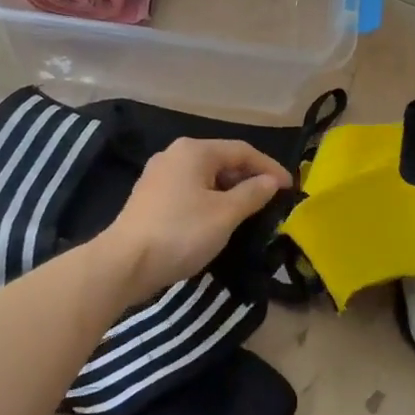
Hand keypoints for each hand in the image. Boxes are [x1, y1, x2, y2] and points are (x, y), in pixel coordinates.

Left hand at [100, 138, 291, 300]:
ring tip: (250, 212)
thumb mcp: (225, 214)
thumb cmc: (180, 233)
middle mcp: (175, 155)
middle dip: (249, 179)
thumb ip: (253, 194)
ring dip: (230, 191)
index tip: (291, 188)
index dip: (270, 168)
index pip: (242, 151)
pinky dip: (209, 199)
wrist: (123, 263)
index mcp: (194, 151)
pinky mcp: (149, 197)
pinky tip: (218, 219)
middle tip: (272, 201)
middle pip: (222, 160)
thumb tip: (272, 181)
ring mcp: (158, 175)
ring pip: (205, 176)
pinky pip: (189, 190)